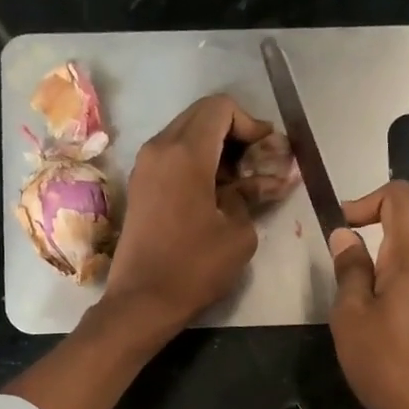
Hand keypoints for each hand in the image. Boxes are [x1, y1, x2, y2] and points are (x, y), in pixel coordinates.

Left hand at [101, 95, 264, 335]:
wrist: (143, 301)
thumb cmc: (195, 267)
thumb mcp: (239, 233)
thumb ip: (253, 194)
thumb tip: (267, 179)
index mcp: (185, 153)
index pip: (221, 108)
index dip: (251, 123)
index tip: (268, 152)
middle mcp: (159, 148)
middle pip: (201, 116)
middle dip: (235, 133)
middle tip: (259, 163)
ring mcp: (145, 166)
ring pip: (186, 135)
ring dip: (217, 149)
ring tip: (243, 181)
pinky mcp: (141, 186)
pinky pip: (173, 157)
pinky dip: (198, 163)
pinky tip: (218, 193)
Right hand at [329, 181, 408, 408]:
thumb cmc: (389, 366)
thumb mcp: (352, 318)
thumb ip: (349, 272)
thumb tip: (347, 234)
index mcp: (408, 265)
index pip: (398, 200)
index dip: (367, 199)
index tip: (341, 228)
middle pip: (395, 252)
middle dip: (362, 271)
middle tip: (342, 315)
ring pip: (401, 289)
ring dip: (374, 303)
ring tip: (361, 346)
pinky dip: (391, 324)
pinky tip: (383, 362)